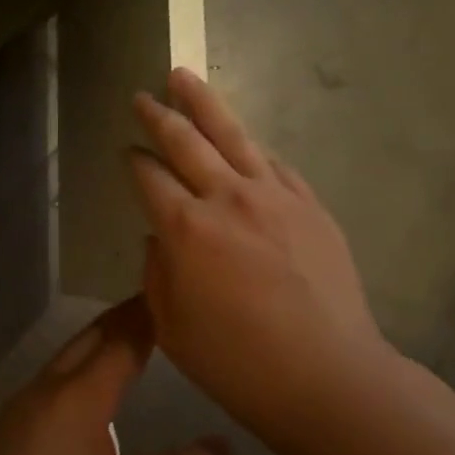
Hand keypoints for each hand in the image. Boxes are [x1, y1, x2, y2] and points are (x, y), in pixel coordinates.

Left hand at [0, 299, 227, 454]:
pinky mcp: (3, 432)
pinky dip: (72, 372)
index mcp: (81, 396)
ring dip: (92, 345)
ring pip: (62, 360)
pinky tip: (76, 398)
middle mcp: (47, 389)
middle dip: (118, 320)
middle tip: (148, 307)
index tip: (166, 296)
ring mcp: (19, 409)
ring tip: (118, 346)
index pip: (122, 341)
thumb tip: (223, 448)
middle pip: (87, 340)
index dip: (146, 318)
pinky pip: (46, 385)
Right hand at [132, 68, 387, 433]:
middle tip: (142, 96)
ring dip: (203, 103)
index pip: (149, 177)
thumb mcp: (172, 328)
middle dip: (159, 115)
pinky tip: (242, 138)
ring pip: (232, 134)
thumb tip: (160, 237)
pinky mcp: (309, 204)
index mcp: (186, 228)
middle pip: (186, 141)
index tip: (126, 152)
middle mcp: (227, 198)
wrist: (328, 377)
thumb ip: (157, 273)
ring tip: (183, 77)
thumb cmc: (238, 363)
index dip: (133, 161)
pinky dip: (250, 145)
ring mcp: (274, 195)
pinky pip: (273, 162)